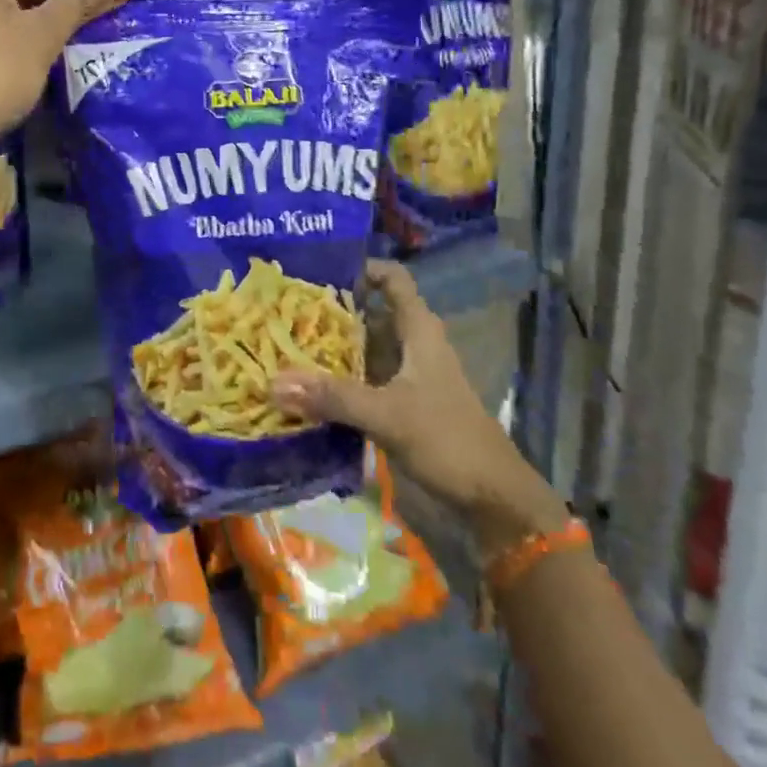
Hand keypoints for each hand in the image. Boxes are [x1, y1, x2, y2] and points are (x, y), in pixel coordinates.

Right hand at [274, 260, 571, 556]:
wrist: (493, 498)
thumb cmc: (448, 440)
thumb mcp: (388, 415)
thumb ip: (333, 398)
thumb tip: (273, 382)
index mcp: (419, 331)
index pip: (393, 279)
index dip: (362, 268)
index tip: (319, 271)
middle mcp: (413, 346)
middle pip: (371, 314)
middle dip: (332, 312)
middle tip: (285, 310)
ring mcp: (408, 377)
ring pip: (365, 350)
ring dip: (332, 349)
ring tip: (285, 345)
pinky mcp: (402, 405)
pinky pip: (364, 381)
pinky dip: (338, 381)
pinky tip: (307, 389)